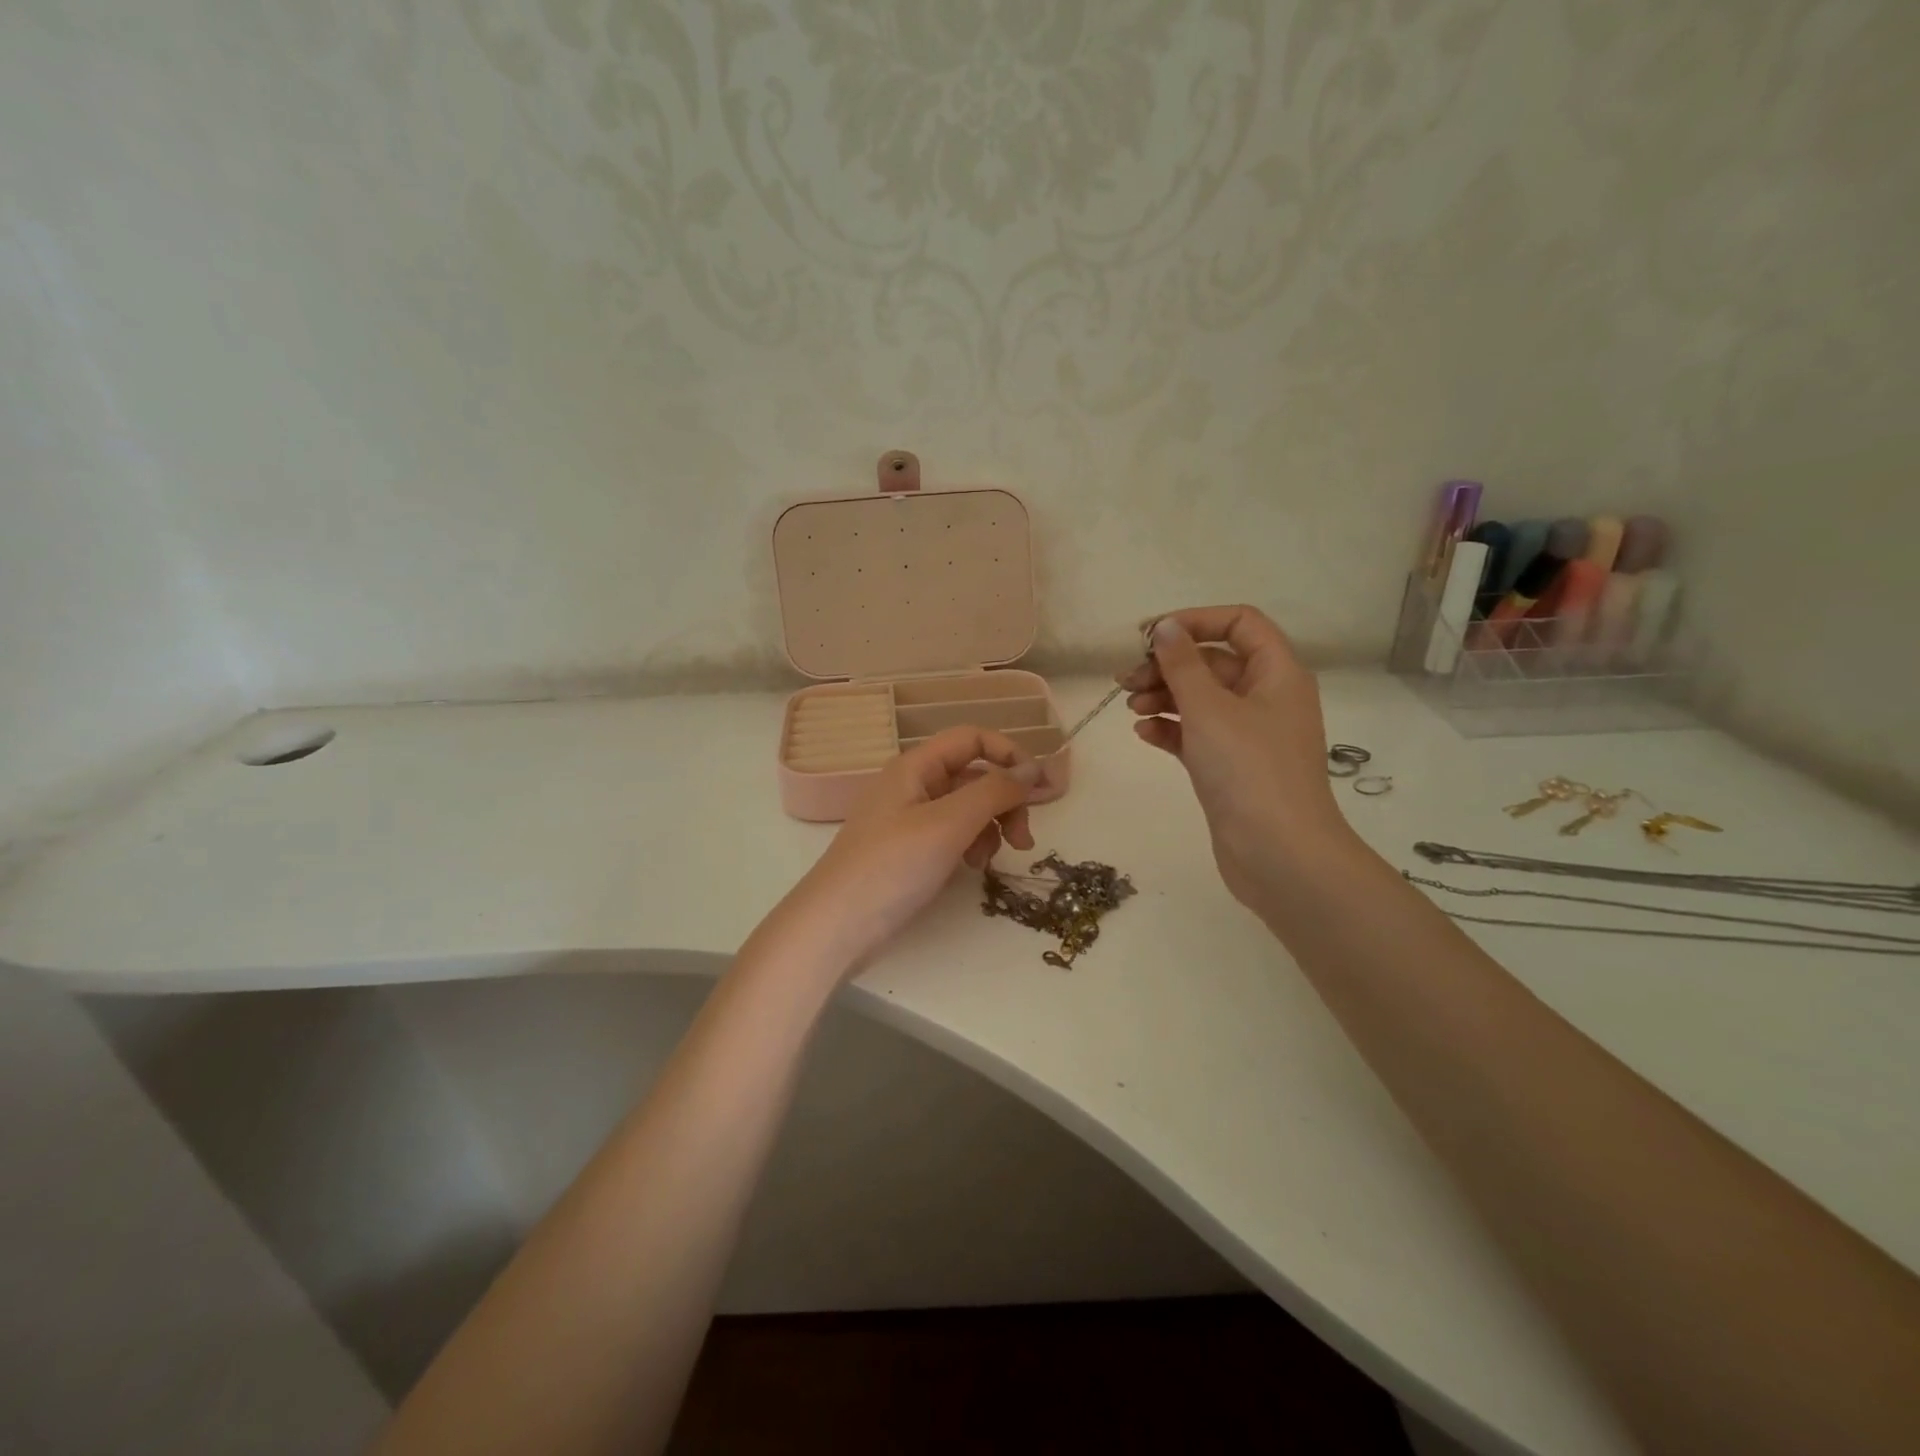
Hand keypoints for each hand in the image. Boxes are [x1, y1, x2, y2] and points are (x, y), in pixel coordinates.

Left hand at [786, 726, 1039, 970]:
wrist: (836, 926)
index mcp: (916, 766)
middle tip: (1024, 839)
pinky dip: (970, 846)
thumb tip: (1032, 771)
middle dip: (1005, 801)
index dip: (1009, 755)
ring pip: (967, 808)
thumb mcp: (948, 824)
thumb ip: (994, 792)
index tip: (1039, 789)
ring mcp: (910, 819)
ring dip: (990, 827)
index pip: (972, 739)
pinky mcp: (911, 851)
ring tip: (989, 860)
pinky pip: (953, 834)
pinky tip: (971, 868)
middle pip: (974, 775)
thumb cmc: (891, 867)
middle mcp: (913, 785)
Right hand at [1120, 607, 1354, 911]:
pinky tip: (1143, 733)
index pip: (1239, 623)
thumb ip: (1182, 664)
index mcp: (1277, 673)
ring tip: (1130, 706)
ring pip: (1201, 700)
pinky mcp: (1231, 767)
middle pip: (1213, 663)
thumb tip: (1166, 627)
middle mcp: (1267, 698)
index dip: (1195, 621)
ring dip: (1164, 696)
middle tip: (1126, 679)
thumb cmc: (1248, 769)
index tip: (1150, 636)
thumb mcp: (1209, 708)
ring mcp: (1249, 735)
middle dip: (1168, 665)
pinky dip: (1171, 729)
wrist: (1279, 854)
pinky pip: (1197, 734)